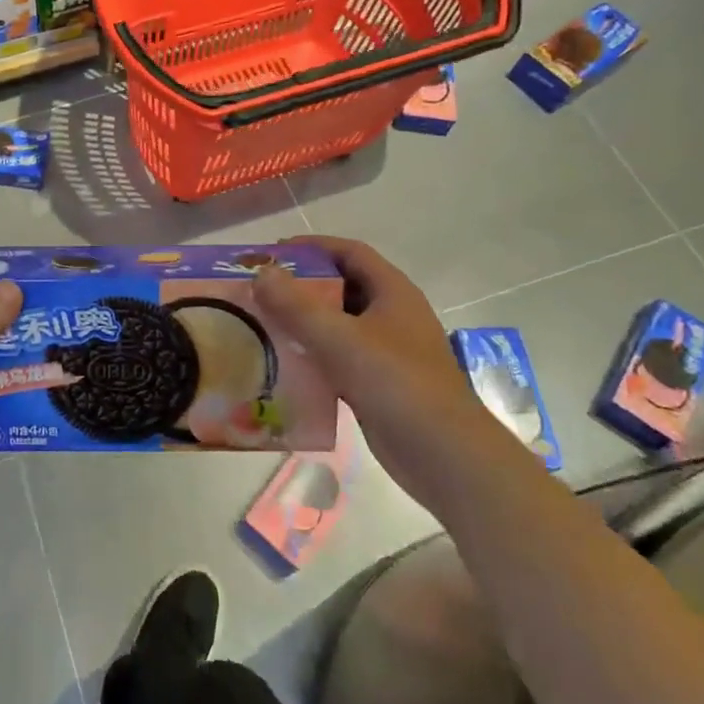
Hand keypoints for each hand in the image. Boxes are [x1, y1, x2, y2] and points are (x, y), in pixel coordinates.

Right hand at [252, 235, 513, 510]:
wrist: (445, 456)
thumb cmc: (396, 384)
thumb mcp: (340, 339)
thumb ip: (296, 305)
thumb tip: (262, 273)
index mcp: (392, 292)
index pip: (349, 252)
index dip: (312, 246)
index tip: (271, 253)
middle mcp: (391, 315)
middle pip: (340, 287)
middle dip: (300, 286)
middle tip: (258, 291)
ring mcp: (387, 352)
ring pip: (337, 325)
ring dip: (302, 323)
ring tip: (261, 325)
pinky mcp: (378, 384)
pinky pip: (337, 358)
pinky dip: (311, 356)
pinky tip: (281, 366)